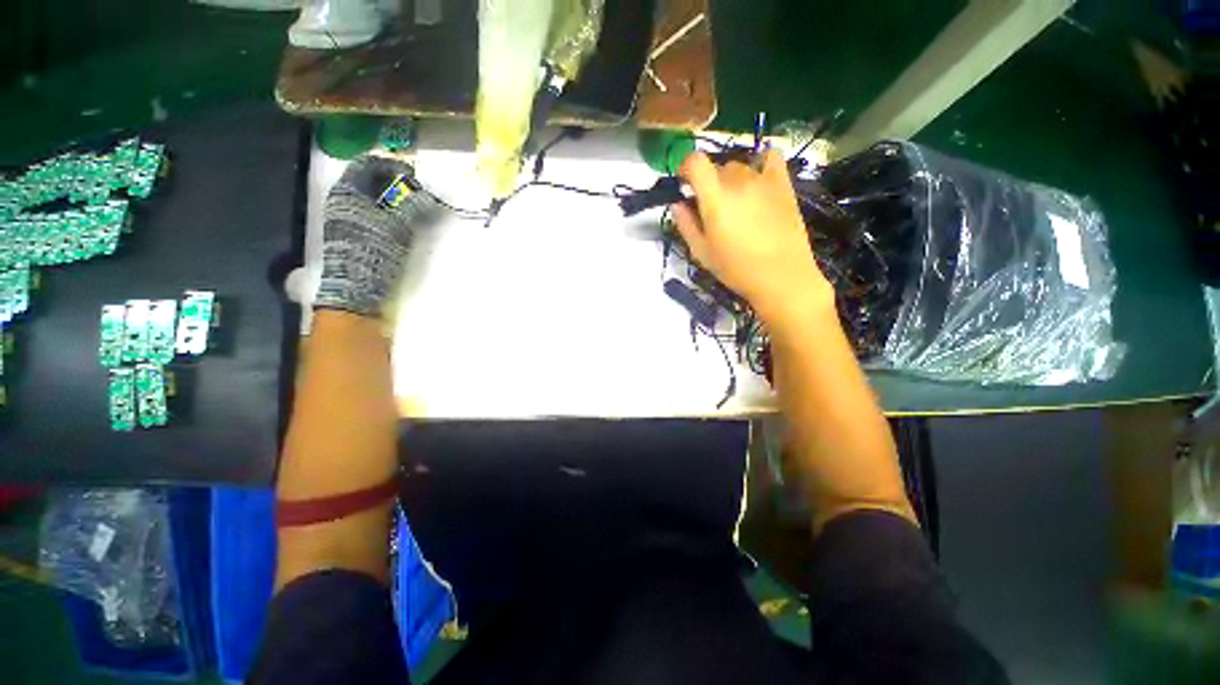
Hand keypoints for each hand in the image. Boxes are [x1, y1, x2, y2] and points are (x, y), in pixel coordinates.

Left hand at [315, 155, 439, 317]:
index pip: (367, 164)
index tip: (413, 176)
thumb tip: (429, 195)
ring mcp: (349, 218)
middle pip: (371, 181)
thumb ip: (412, 205)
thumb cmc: (374, 249)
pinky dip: (392, 213)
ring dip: (396, 199)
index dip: (391, 166)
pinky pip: (375, 214)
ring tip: (416, 206)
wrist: (357, 285)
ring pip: (374, 198)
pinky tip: (406, 221)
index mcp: (346, 190)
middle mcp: (344, 200)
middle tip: (419, 192)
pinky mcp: (357, 234)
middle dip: (396, 183)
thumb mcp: (397, 223)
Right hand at [673, 150, 833, 330]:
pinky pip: (770, 158)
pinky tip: (758, 180)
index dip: (685, 167)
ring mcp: (763, 180)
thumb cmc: (736, 269)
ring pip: (739, 166)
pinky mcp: (783, 184)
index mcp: (715, 199)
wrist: (781, 276)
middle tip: (711, 207)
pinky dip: (761, 163)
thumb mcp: (702, 253)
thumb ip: (686, 225)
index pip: (695, 161)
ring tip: (736, 202)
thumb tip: (677, 204)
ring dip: (731, 179)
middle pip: (717, 166)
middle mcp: (738, 181)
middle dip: (708, 182)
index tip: (685, 184)